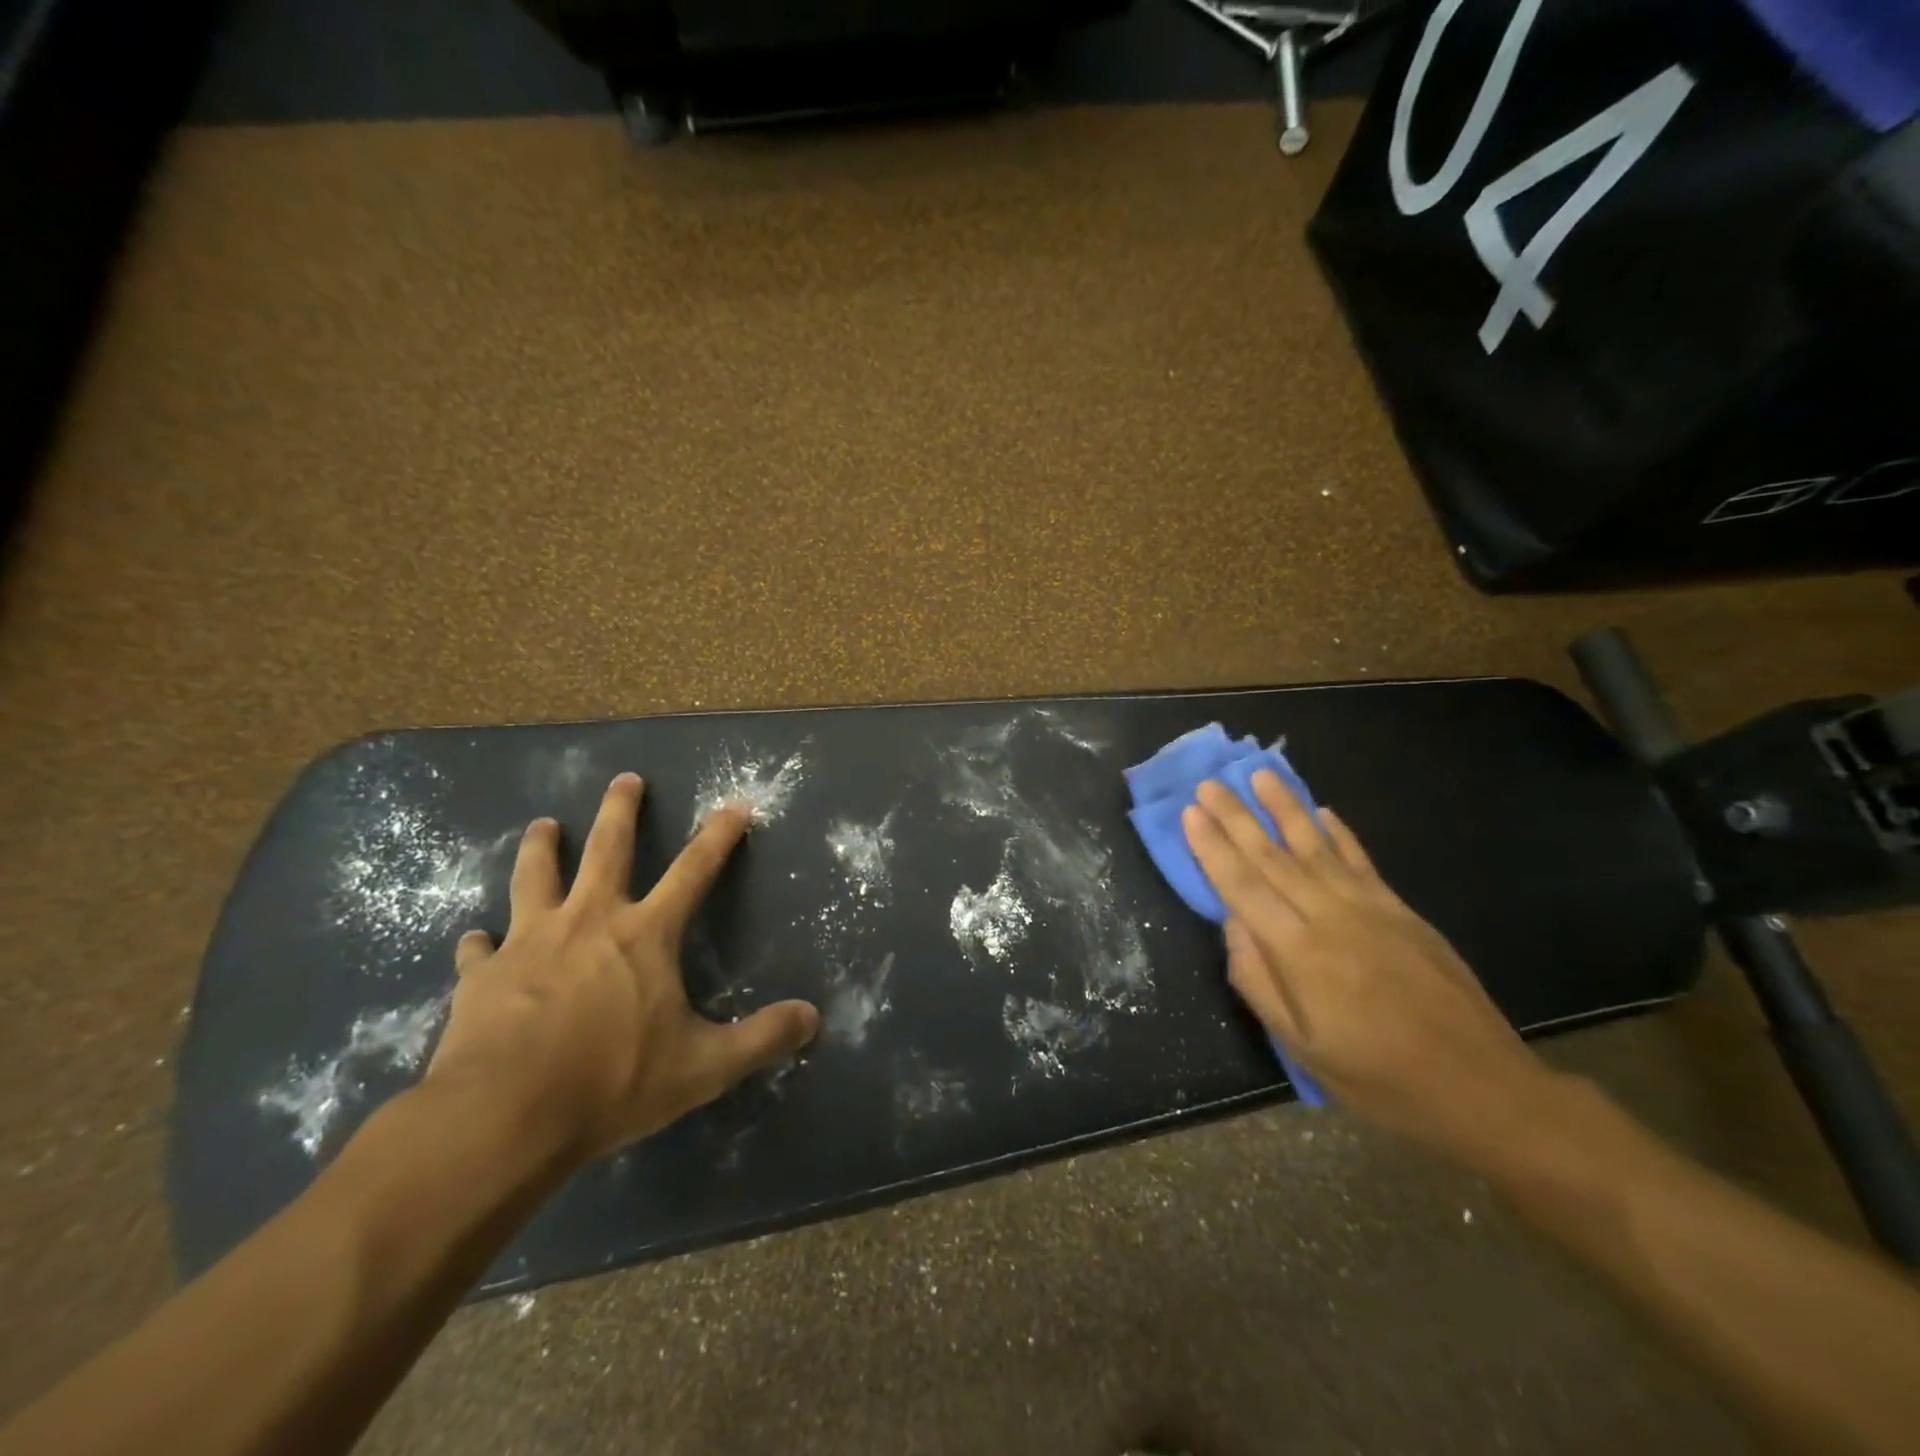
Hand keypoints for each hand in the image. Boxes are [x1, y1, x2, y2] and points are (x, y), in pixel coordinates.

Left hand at [424, 773, 819, 1165]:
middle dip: (619, 810)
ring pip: (535, 877)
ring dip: (541, 847)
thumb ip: (761, 1039)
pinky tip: (475, 939)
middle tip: (624, 779)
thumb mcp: (703, 1067)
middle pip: (607, 849)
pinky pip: (479, 949)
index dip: (719, 837)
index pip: (693, 871)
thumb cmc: (611, 1083)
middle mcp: (589, 921)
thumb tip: (813, 1018)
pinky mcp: (481, 976)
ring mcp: (529, 943)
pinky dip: (479, 942)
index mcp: (644, 935)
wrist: (502, 1117)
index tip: (735, 804)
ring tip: (542, 825)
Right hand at [1182, 772, 1555, 1159]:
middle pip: (1273, 857)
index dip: (1212, 848)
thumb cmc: (1380, 1079)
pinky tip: (1323, 811)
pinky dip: (1339, 832)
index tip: (1190, 813)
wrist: (1482, 1088)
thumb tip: (1232, 925)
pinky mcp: (1401, 911)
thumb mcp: (1303, 1047)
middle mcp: (1330, 917)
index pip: (1243, 887)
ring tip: (1261, 774)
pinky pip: (1360, 860)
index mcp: (1300, 953)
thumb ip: (1259, 982)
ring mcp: (1370, 908)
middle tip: (1209, 784)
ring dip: (1285, 808)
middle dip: (1236, 818)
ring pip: (1316, 847)